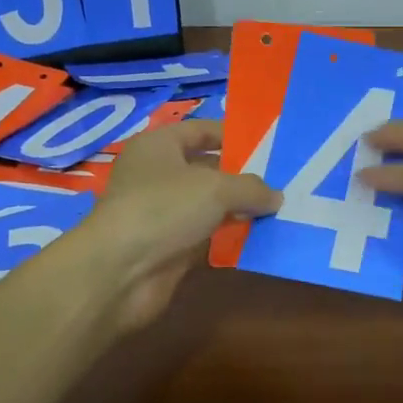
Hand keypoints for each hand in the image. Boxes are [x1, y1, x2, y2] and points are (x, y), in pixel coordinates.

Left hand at [88, 120, 279, 330]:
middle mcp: (158, 175)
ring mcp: (162, 213)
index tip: (269, 144)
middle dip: (242, 175)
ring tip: (280, 209)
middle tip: (283, 180)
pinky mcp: (169, 247)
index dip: (233, 135)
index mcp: (159, 146)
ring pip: (208, 205)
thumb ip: (250, 188)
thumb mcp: (215, 188)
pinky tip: (260, 238)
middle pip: (207, 168)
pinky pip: (206, 235)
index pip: (201, 130)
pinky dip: (229, 237)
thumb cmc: (164, 208)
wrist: (119, 272)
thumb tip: (275, 196)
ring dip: (239, 209)